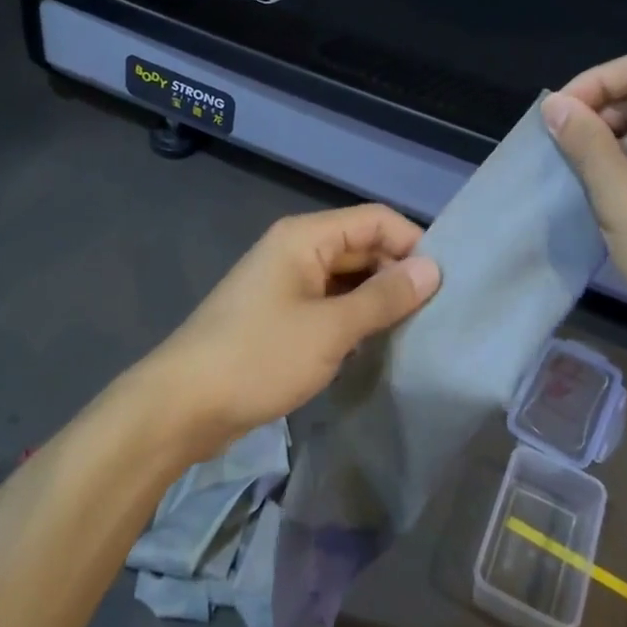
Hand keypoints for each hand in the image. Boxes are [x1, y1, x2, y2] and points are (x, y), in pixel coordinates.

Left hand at [140, 205, 440, 457]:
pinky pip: (329, 304)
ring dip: (377, 299)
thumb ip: (384, 297)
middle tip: (436, 314)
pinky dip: (354, 318)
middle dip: (397, 273)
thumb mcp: (331, 329)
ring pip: (346, 279)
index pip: (375, 220)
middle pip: (361, 247)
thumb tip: (433, 269)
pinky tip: (376, 344)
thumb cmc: (258, 357)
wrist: (182, 405)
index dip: (412, 244)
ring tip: (416, 331)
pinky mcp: (280, 316)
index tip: (444, 284)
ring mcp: (286, 284)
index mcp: (305, 237)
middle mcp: (296, 250)